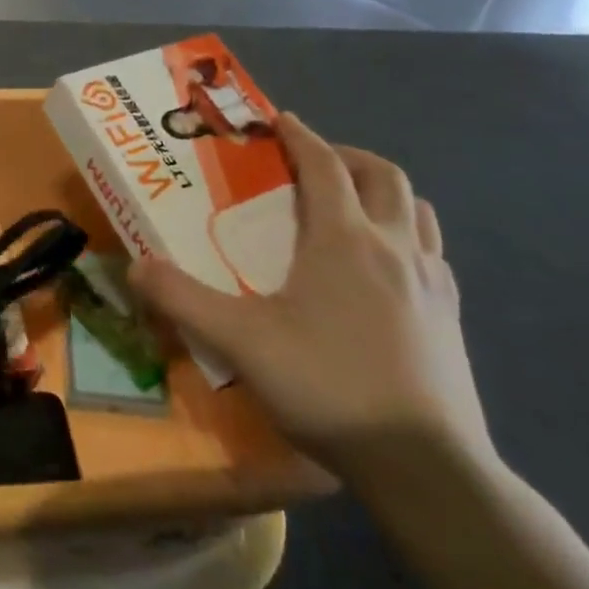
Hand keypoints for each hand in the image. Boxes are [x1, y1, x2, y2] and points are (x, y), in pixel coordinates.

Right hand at [129, 113, 491, 481]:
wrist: (427, 467)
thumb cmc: (329, 386)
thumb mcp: (240, 342)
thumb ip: (182, 299)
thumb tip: (135, 265)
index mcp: (344, 239)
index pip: (324, 165)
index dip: (300, 136)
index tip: (278, 120)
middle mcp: (394, 247)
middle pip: (383, 175)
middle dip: (346, 156)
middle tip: (313, 164)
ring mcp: (433, 283)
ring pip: (416, 210)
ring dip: (383, 193)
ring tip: (351, 207)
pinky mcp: (452, 318)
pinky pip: (433, 253)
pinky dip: (406, 236)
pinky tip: (385, 269)